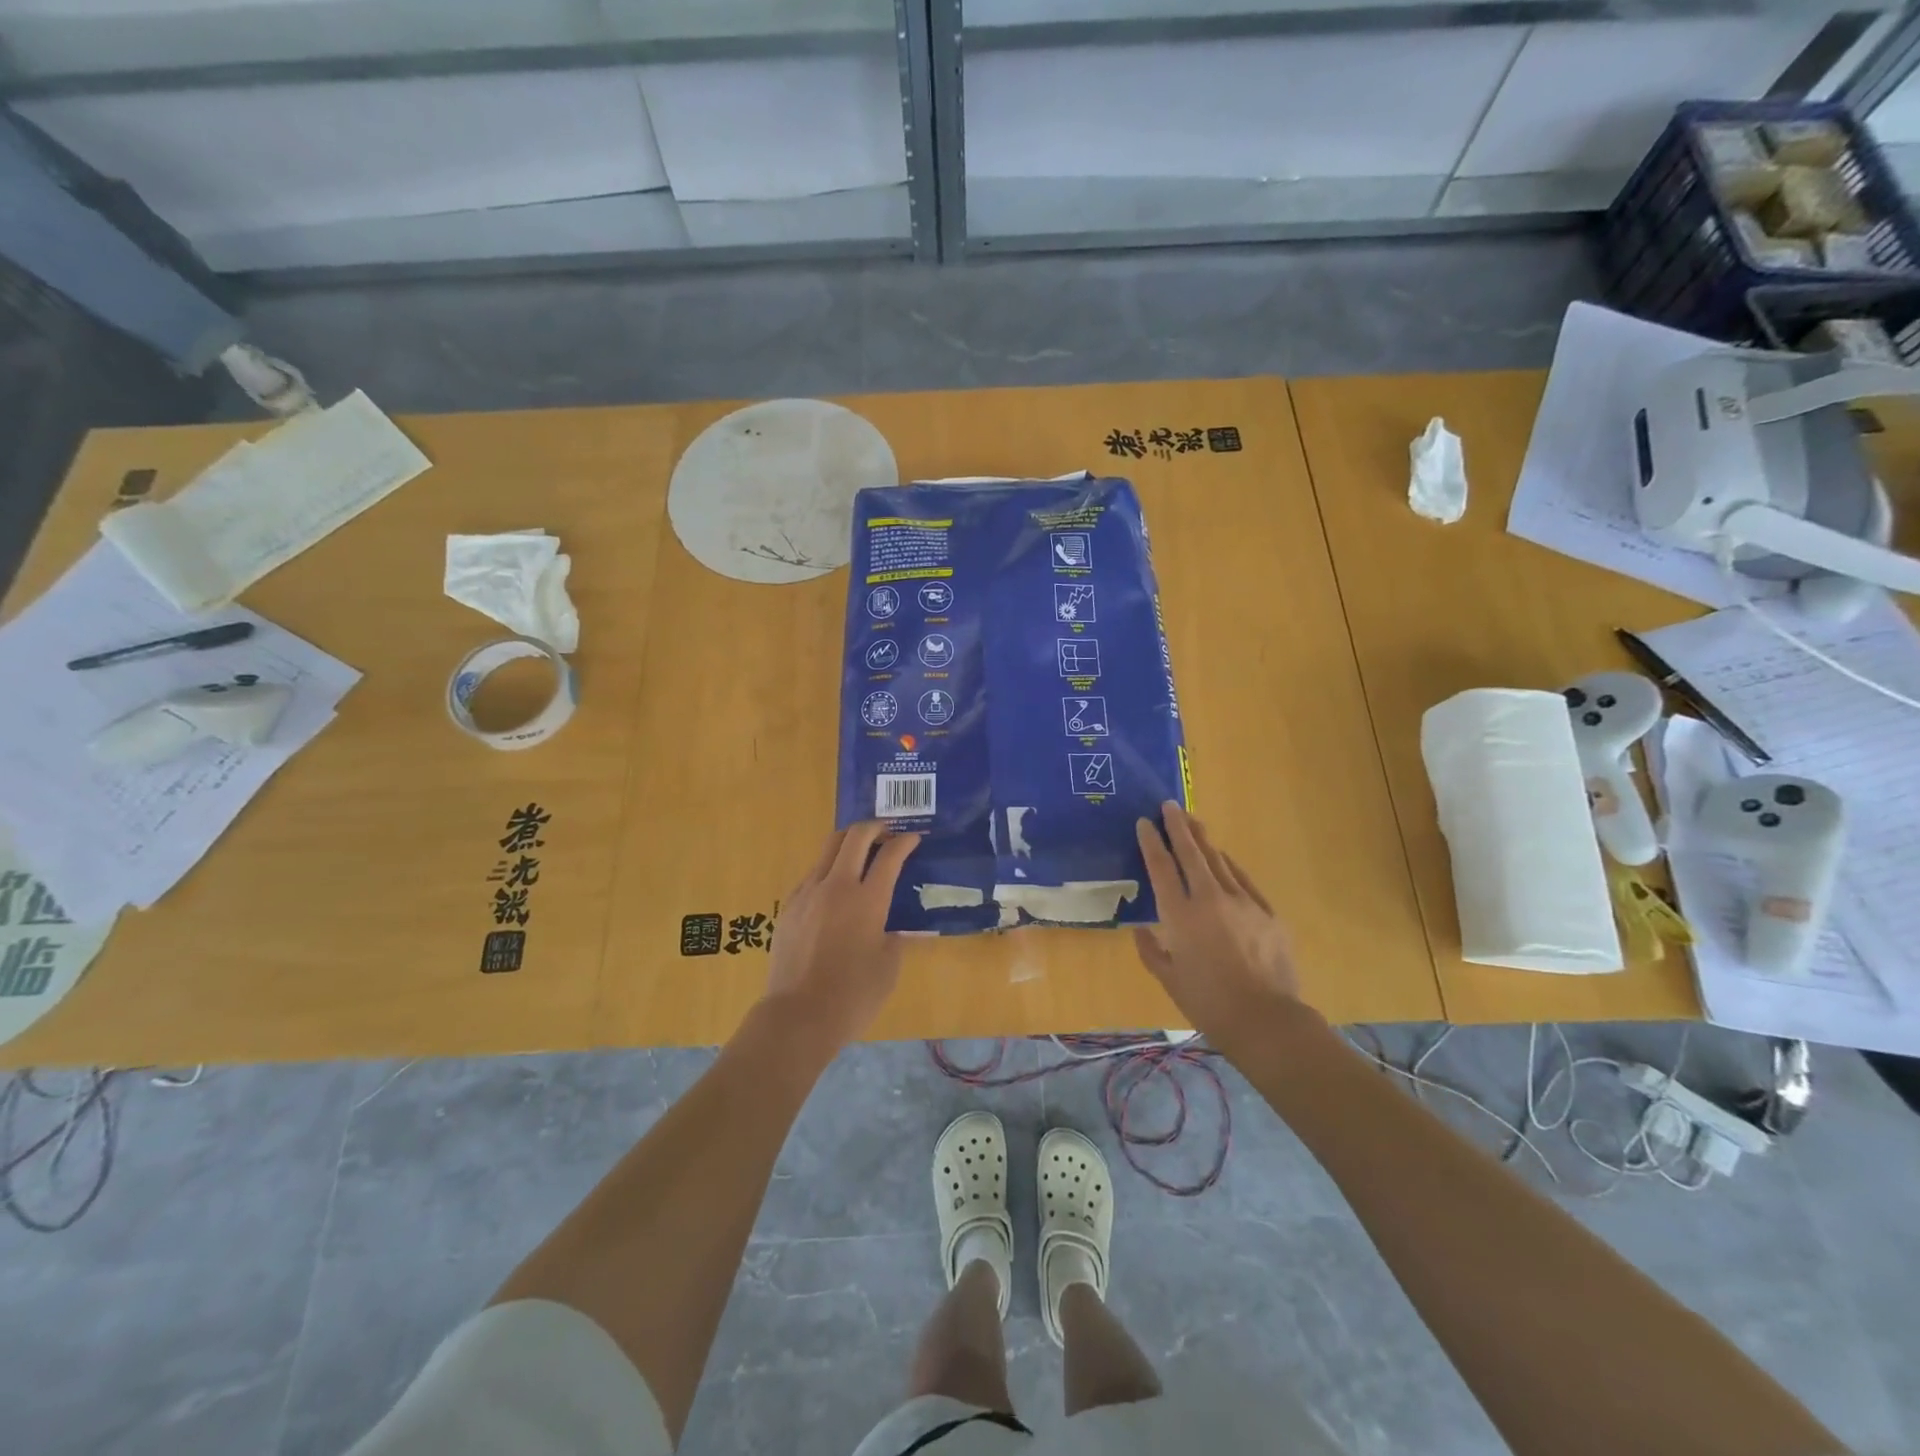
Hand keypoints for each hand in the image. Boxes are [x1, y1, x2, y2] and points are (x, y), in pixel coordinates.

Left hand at [763, 822, 920, 1053]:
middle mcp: (837, 887)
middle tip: (886, 833)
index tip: (914, 839)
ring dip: (848, 844)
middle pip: (854, 836)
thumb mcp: (888, 967)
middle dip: (874, 827)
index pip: (890, 855)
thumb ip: (895, 938)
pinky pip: (812, 875)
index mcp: (868, 900)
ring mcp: (808, 894)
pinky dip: (828, 870)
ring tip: (860, 855)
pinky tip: (835, 891)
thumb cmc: (853, 996)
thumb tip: (896, 928)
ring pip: (828, 850)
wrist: (798, 1016)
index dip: (905, 842)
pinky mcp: (789, 907)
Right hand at [1134, 802, 1300, 1040]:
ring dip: (1203, 839)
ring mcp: (1242, 903)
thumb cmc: (1208, 1003)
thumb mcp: (1169, 980)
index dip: (1151, 842)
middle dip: (1178, 827)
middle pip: (1191, 853)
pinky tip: (1223, 857)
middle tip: (1169, 805)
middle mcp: (1209, 900)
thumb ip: (1151, 951)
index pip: (1161, 868)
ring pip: (1218, 861)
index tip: (1143, 823)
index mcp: (1180, 916)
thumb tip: (1141, 930)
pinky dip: (1229, 865)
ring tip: (1193, 821)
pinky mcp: (1267, 912)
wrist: (1266, 1019)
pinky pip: (1242, 880)